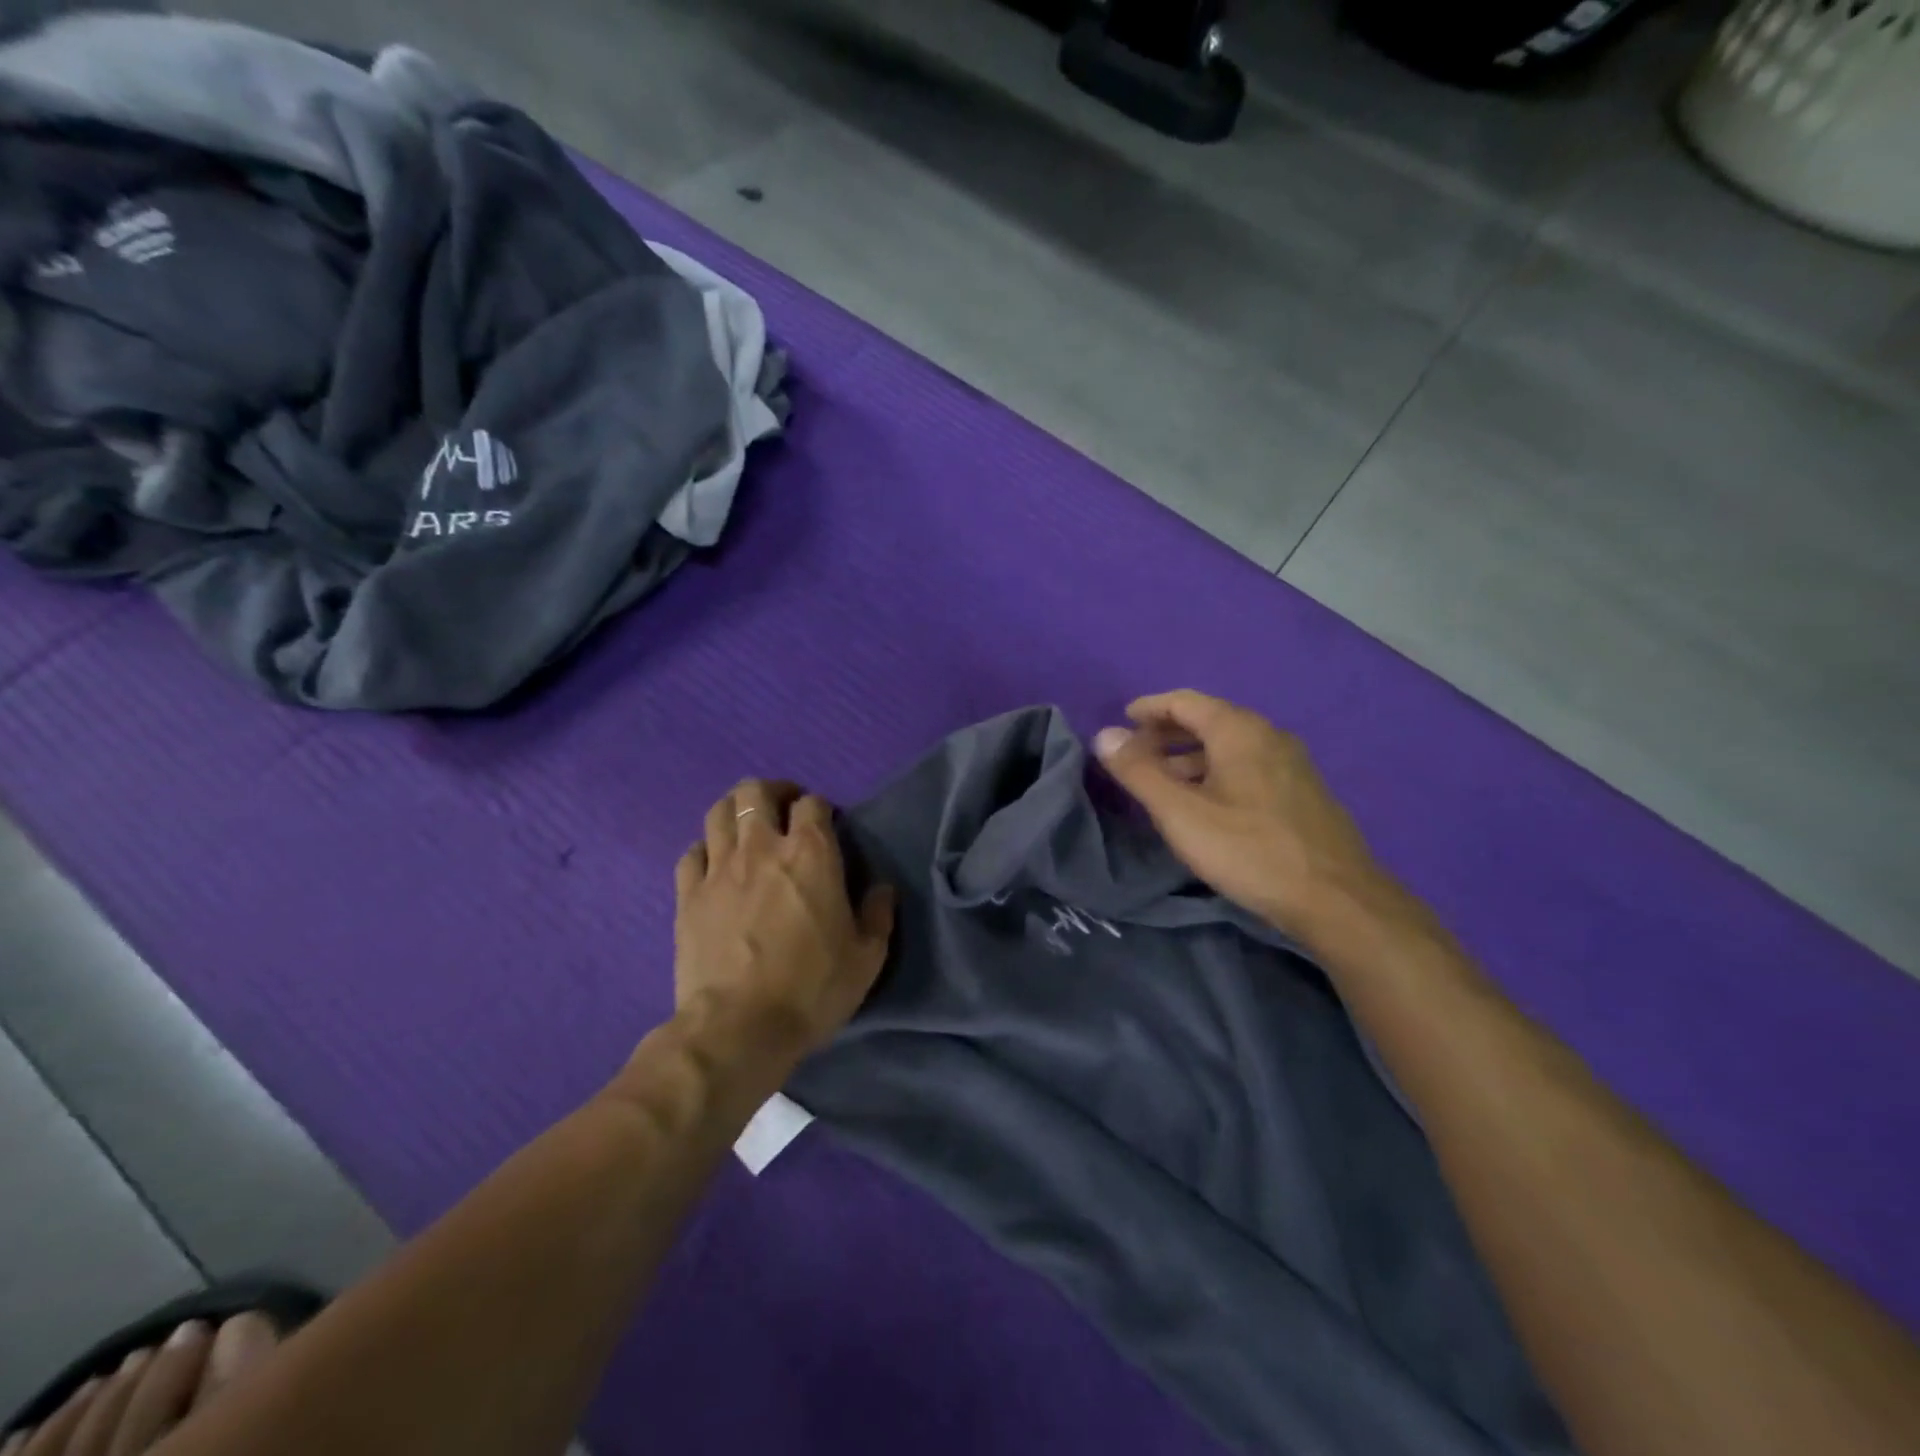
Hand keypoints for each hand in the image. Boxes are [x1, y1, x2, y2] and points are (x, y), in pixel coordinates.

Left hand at [673, 780, 895, 1073]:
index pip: (812, 803)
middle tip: (784, 811)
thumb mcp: (866, 958)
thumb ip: (878, 915)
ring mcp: (719, 868)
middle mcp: (762, 847)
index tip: (826, 826)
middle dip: (772, 792)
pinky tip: (715, 865)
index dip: (820, 808)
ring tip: (747, 827)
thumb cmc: (812, 988)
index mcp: (811, 854)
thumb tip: (883, 889)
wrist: (739, 1027)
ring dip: (735, 810)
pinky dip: (705, 850)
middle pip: (756, 792)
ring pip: (718, 812)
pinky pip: (691, 853)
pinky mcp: (688, 895)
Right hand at [1094, 690, 1382, 938]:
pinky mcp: (1302, 792)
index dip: (1149, 708)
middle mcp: (1269, 735)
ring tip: (1163, 784)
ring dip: (1191, 757)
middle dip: (1167, 734)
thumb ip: (1139, 772)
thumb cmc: (1249, 850)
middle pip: (1209, 720)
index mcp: (1239, 730)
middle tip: (1136, 755)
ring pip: (1230, 747)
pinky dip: (1217, 772)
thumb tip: (1105, 735)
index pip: (1185, 701)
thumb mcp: (1181, 813)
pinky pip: (1249, 766)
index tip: (1122, 722)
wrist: (1336, 900)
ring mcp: (1292, 763)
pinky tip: (1207, 804)